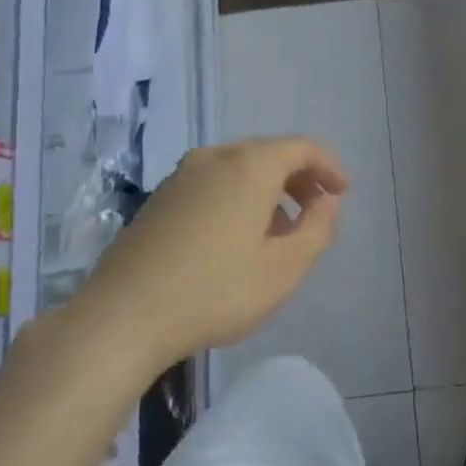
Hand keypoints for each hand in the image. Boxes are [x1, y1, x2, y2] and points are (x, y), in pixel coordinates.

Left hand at [64, 138, 347, 373]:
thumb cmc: (216, 292)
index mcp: (249, 166)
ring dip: (268, 190)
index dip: (329, 167)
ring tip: (279, 232)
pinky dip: (238, 198)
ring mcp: (180, 177)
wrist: (122, 318)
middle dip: (299, 178)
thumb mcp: (285, 268)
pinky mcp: (158, 200)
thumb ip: (317, 228)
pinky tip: (237, 239)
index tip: (342, 194)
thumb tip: (327, 202)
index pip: (302, 147)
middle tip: (316, 213)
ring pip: (238, 169)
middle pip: (269, 153)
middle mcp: (213, 159)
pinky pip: (212, 184)